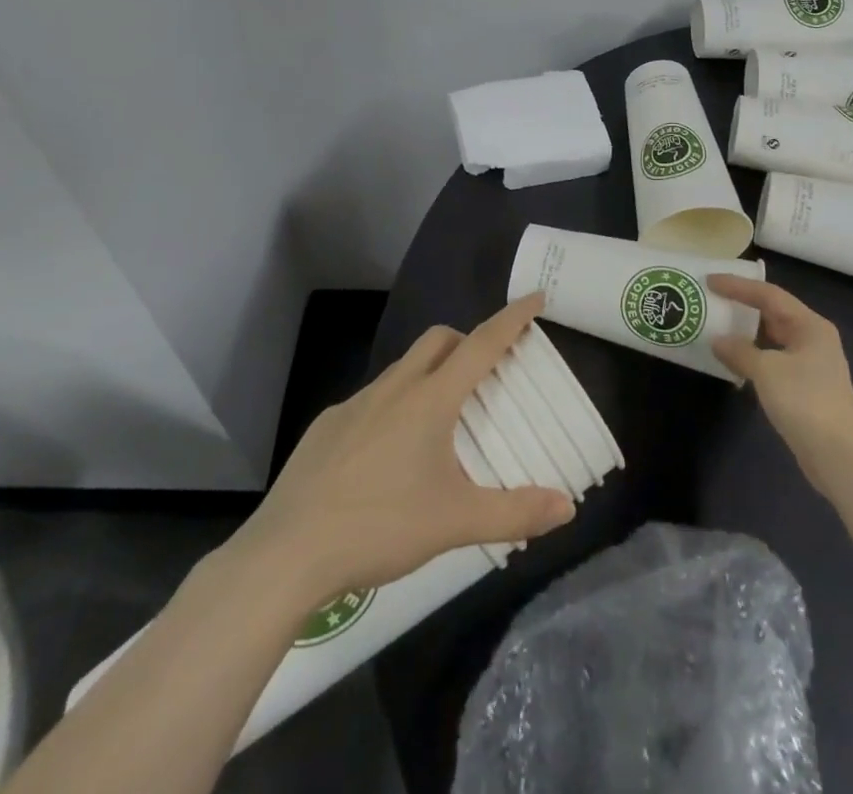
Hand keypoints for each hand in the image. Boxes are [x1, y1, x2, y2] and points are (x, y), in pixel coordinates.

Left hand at [226, 294, 574, 607]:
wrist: (285, 555)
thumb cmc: (379, 527)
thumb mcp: (455, 523)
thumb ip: (514, 513)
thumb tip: (567, 507)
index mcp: (430, 400)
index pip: (482, 343)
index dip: (512, 318)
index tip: (535, 297)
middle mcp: (394, 389)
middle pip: (438, 340)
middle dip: (467, 341)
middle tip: (486, 371)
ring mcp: (354, 405)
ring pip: (403, 368)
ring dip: (429, 374)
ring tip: (440, 419)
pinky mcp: (326, 427)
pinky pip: (371, 400)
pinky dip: (393, 406)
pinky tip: (388, 454)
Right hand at [711, 276, 852, 499]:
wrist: (839, 455)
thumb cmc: (804, 401)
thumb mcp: (766, 370)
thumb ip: (739, 351)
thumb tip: (718, 340)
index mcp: (810, 325)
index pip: (769, 295)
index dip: (738, 286)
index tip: (710, 281)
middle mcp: (814, 338)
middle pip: (774, 313)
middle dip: (743, 306)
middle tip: (713, 300)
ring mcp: (813, 364)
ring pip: (774, 338)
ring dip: (748, 334)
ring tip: (719, 328)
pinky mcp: (807, 388)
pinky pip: (775, 360)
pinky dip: (755, 357)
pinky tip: (736, 363)